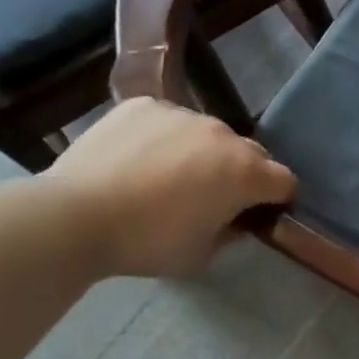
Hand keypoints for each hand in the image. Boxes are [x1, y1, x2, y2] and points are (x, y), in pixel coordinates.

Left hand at [44, 98, 294, 278]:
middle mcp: (222, 134)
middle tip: (211, 197)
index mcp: (245, 173)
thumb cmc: (147, 242)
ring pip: (207, 134)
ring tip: (166, 176)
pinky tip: (138, 159)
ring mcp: (182, 114)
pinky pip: (168, 120)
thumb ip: (231, 232)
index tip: (258, 214)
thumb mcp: (201, 254)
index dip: (277, 199)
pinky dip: (164, 137)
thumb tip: (236, 220)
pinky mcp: (144, 105)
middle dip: (241, 173)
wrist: (74, 216)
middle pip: (250, 152)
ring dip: (202, 153)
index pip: (284, 181)